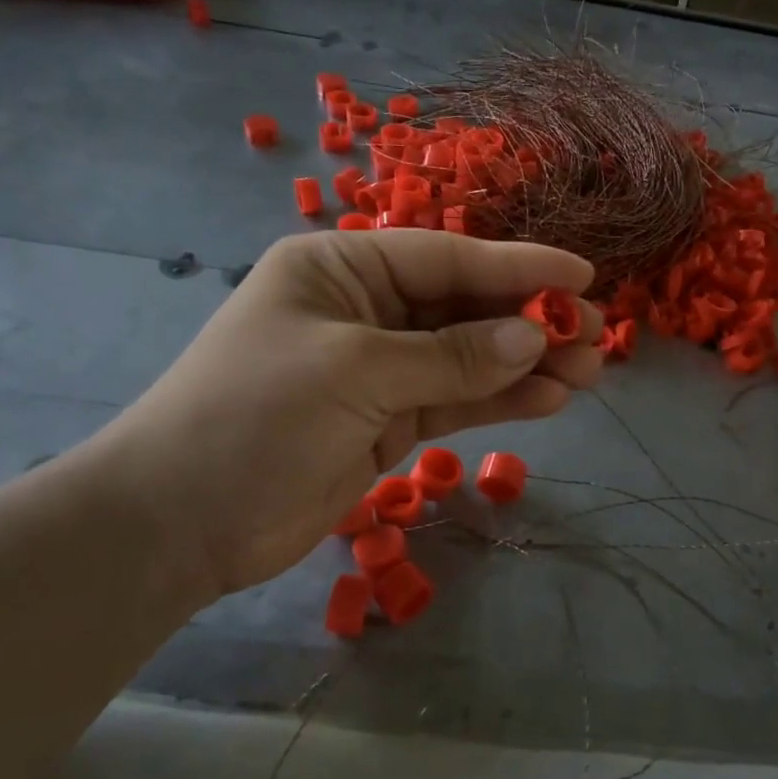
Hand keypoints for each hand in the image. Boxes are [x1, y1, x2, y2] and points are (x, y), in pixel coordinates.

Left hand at [81, 230, 602, 604]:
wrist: (180, 521)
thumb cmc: (255, 416)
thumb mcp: (355, 370)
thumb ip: (449, 356)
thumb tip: (530, 340)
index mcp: (341, 268)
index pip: (446, 257)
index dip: (517, 266)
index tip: (582, 277)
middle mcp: (364, 309)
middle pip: (464, 307)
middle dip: (530, 321)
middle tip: (596, 334)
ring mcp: (378, 369)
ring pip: (467, 358)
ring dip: (525, 364)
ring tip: (589, 371)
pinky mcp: (386, 421)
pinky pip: (454, 401)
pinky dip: (499, 400)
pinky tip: (548, 400)